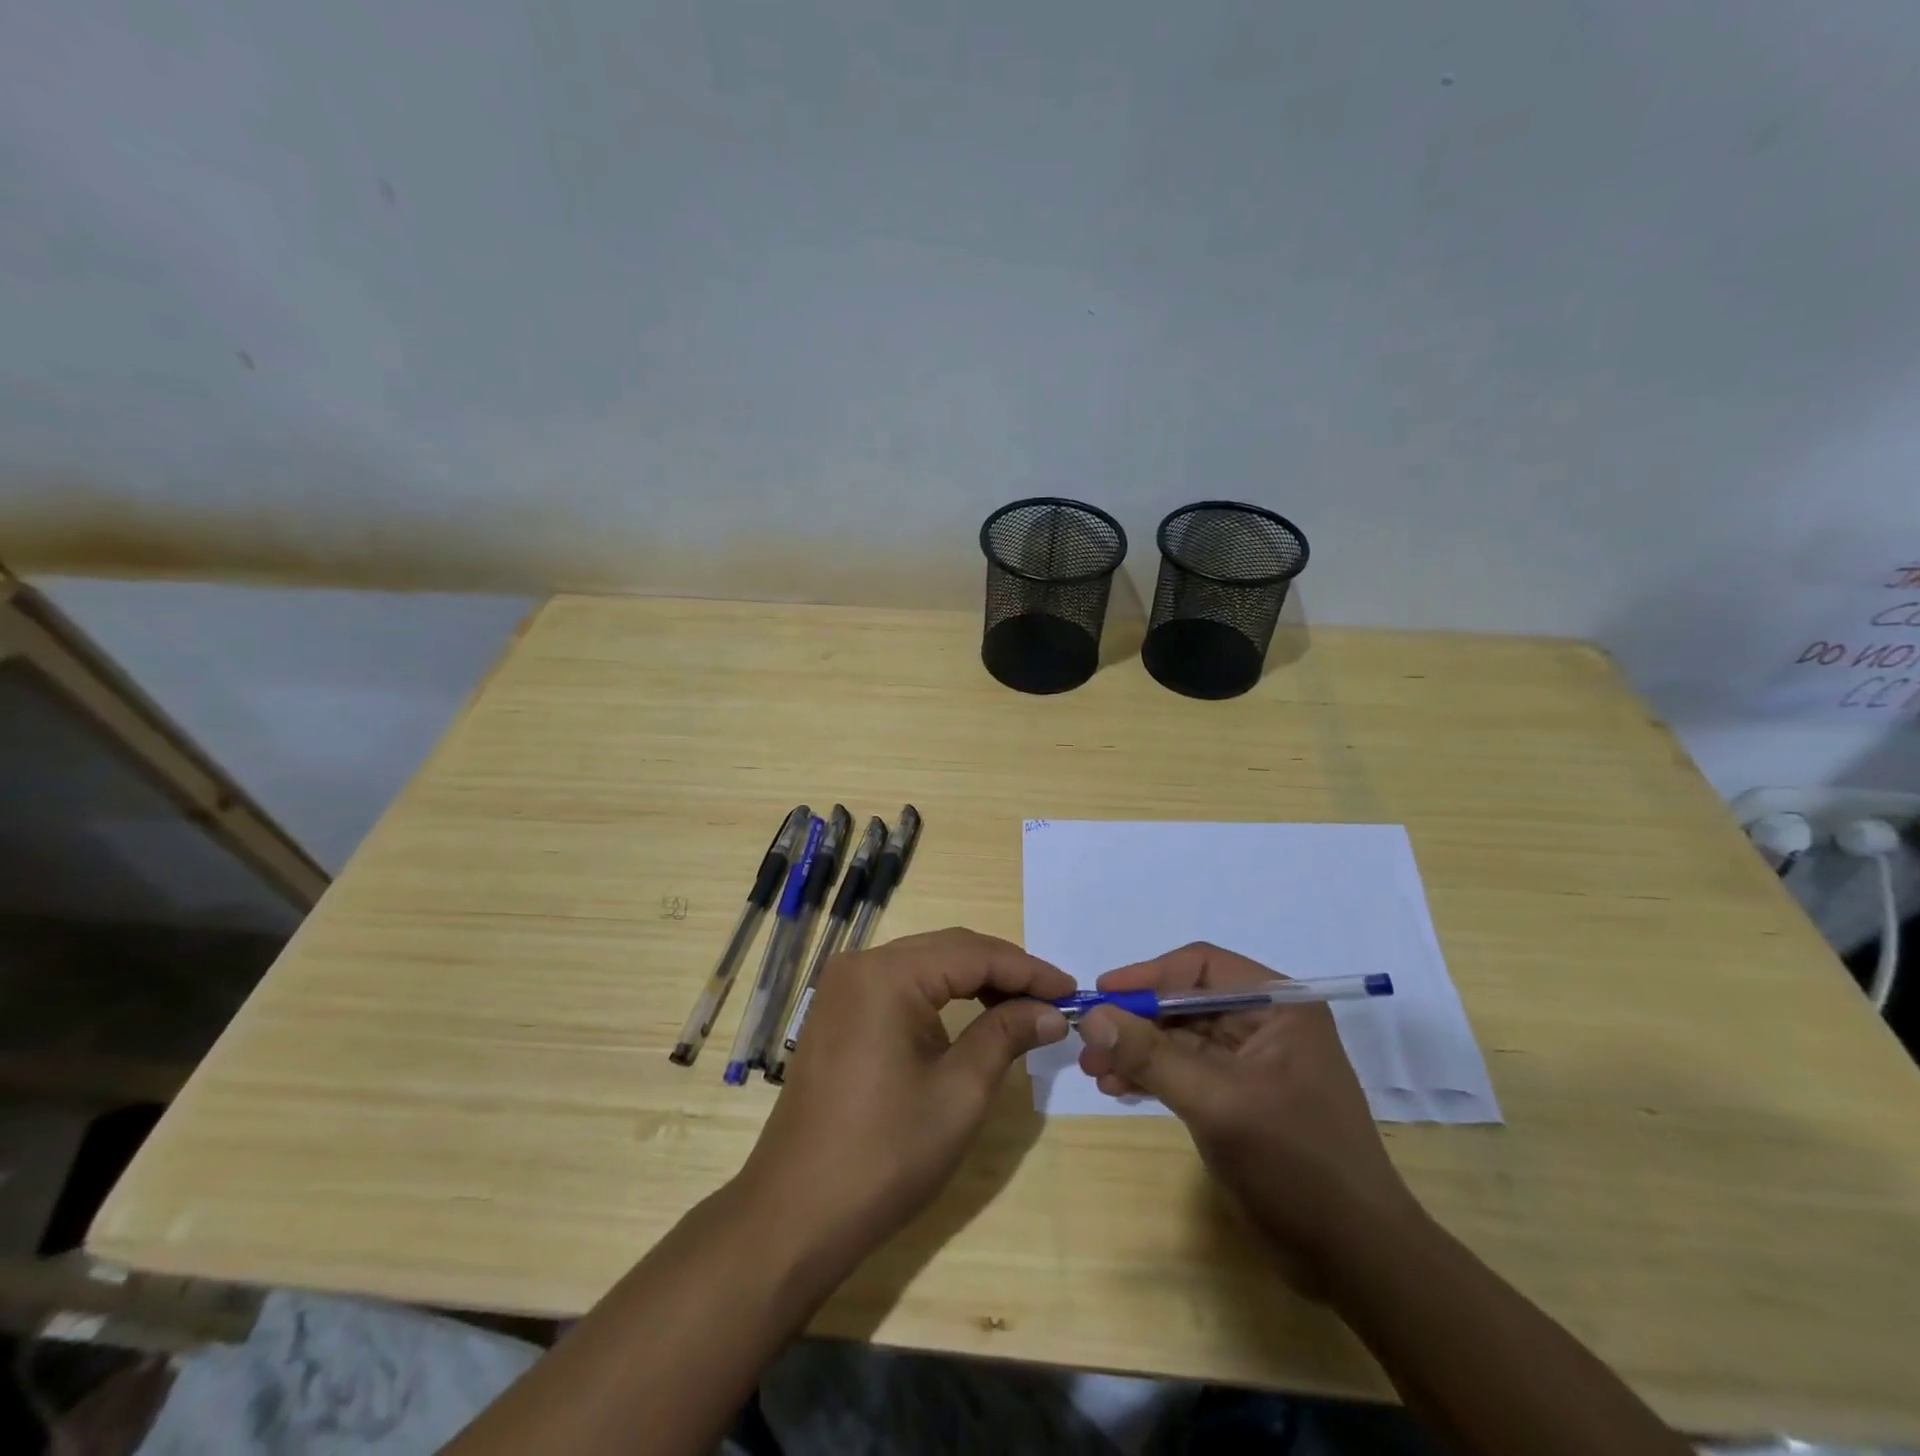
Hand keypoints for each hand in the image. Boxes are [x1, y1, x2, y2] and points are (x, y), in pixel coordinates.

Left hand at [740, 928, 1073, 1260]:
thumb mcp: (959, 1093)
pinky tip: (972, 1015)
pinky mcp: (838, 1010)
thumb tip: (1051, 1012)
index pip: (973, 953)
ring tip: (1021, 1008)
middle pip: (948, 949)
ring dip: (975, 980)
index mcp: (887, 974)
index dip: (1028, 970)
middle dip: (1003, 971)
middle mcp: (861, 964)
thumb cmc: (885, 1154)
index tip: (1072, 991)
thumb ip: (1006, 1035)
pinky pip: (901, 985)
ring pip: (925, 964)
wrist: (796, 1213)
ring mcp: (843, 986)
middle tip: (1052, 1000)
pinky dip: (942, 995)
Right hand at [1077, 942, 1421, 1286]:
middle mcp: (1267, 1025)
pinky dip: (1152, 1076)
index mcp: (1279, 1006)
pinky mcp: (1242, 1099)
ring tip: (1094, 1070)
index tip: (1101, 993)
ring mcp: (1254, 1064)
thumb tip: (1091, 1016)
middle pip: (1186, 1002)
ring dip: (1137, 1051)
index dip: (1147, 975)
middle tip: (1088, 1041)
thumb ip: (1151, 1056)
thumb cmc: (1295, 1165)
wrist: (1357, 1260)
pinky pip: (1187, 1071)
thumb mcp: (1217, 1102)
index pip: (1201, 968)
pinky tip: (1118, 1087)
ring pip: (1182, 1038)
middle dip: (1136, 1020)